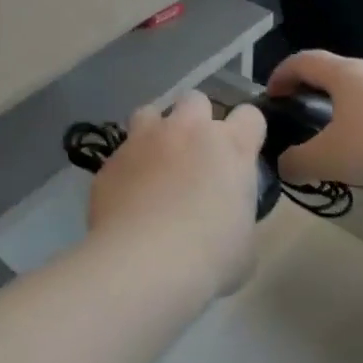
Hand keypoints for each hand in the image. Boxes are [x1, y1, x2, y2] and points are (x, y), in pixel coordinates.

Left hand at [87, 93, 267, 298]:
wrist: (144, 263)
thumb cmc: (209, 258)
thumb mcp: (244, 244)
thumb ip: (238, 214)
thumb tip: (226, 217)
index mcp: (231, 148)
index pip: (249, 116)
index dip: (246, 133)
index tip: (240, 155)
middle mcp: (187, 131)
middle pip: (195, 100)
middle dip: (196, 120)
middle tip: (194, 155)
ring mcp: (145, 140)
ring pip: (150, 112)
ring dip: (156, 131)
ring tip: (155, 162)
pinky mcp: (112, 159)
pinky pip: (122, 151)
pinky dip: (128, 166)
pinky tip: (128, 194)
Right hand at [268, 50, 362, 188]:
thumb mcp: (330, 157)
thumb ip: (298, 162)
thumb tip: (283, 166)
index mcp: (342, 74)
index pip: (302, 61)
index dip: (281, 74)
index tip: (270, 95)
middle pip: (331, 72)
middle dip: (310, 90)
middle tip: (299, 115)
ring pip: (360, 90)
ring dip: (341, 106)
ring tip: (335, 136)